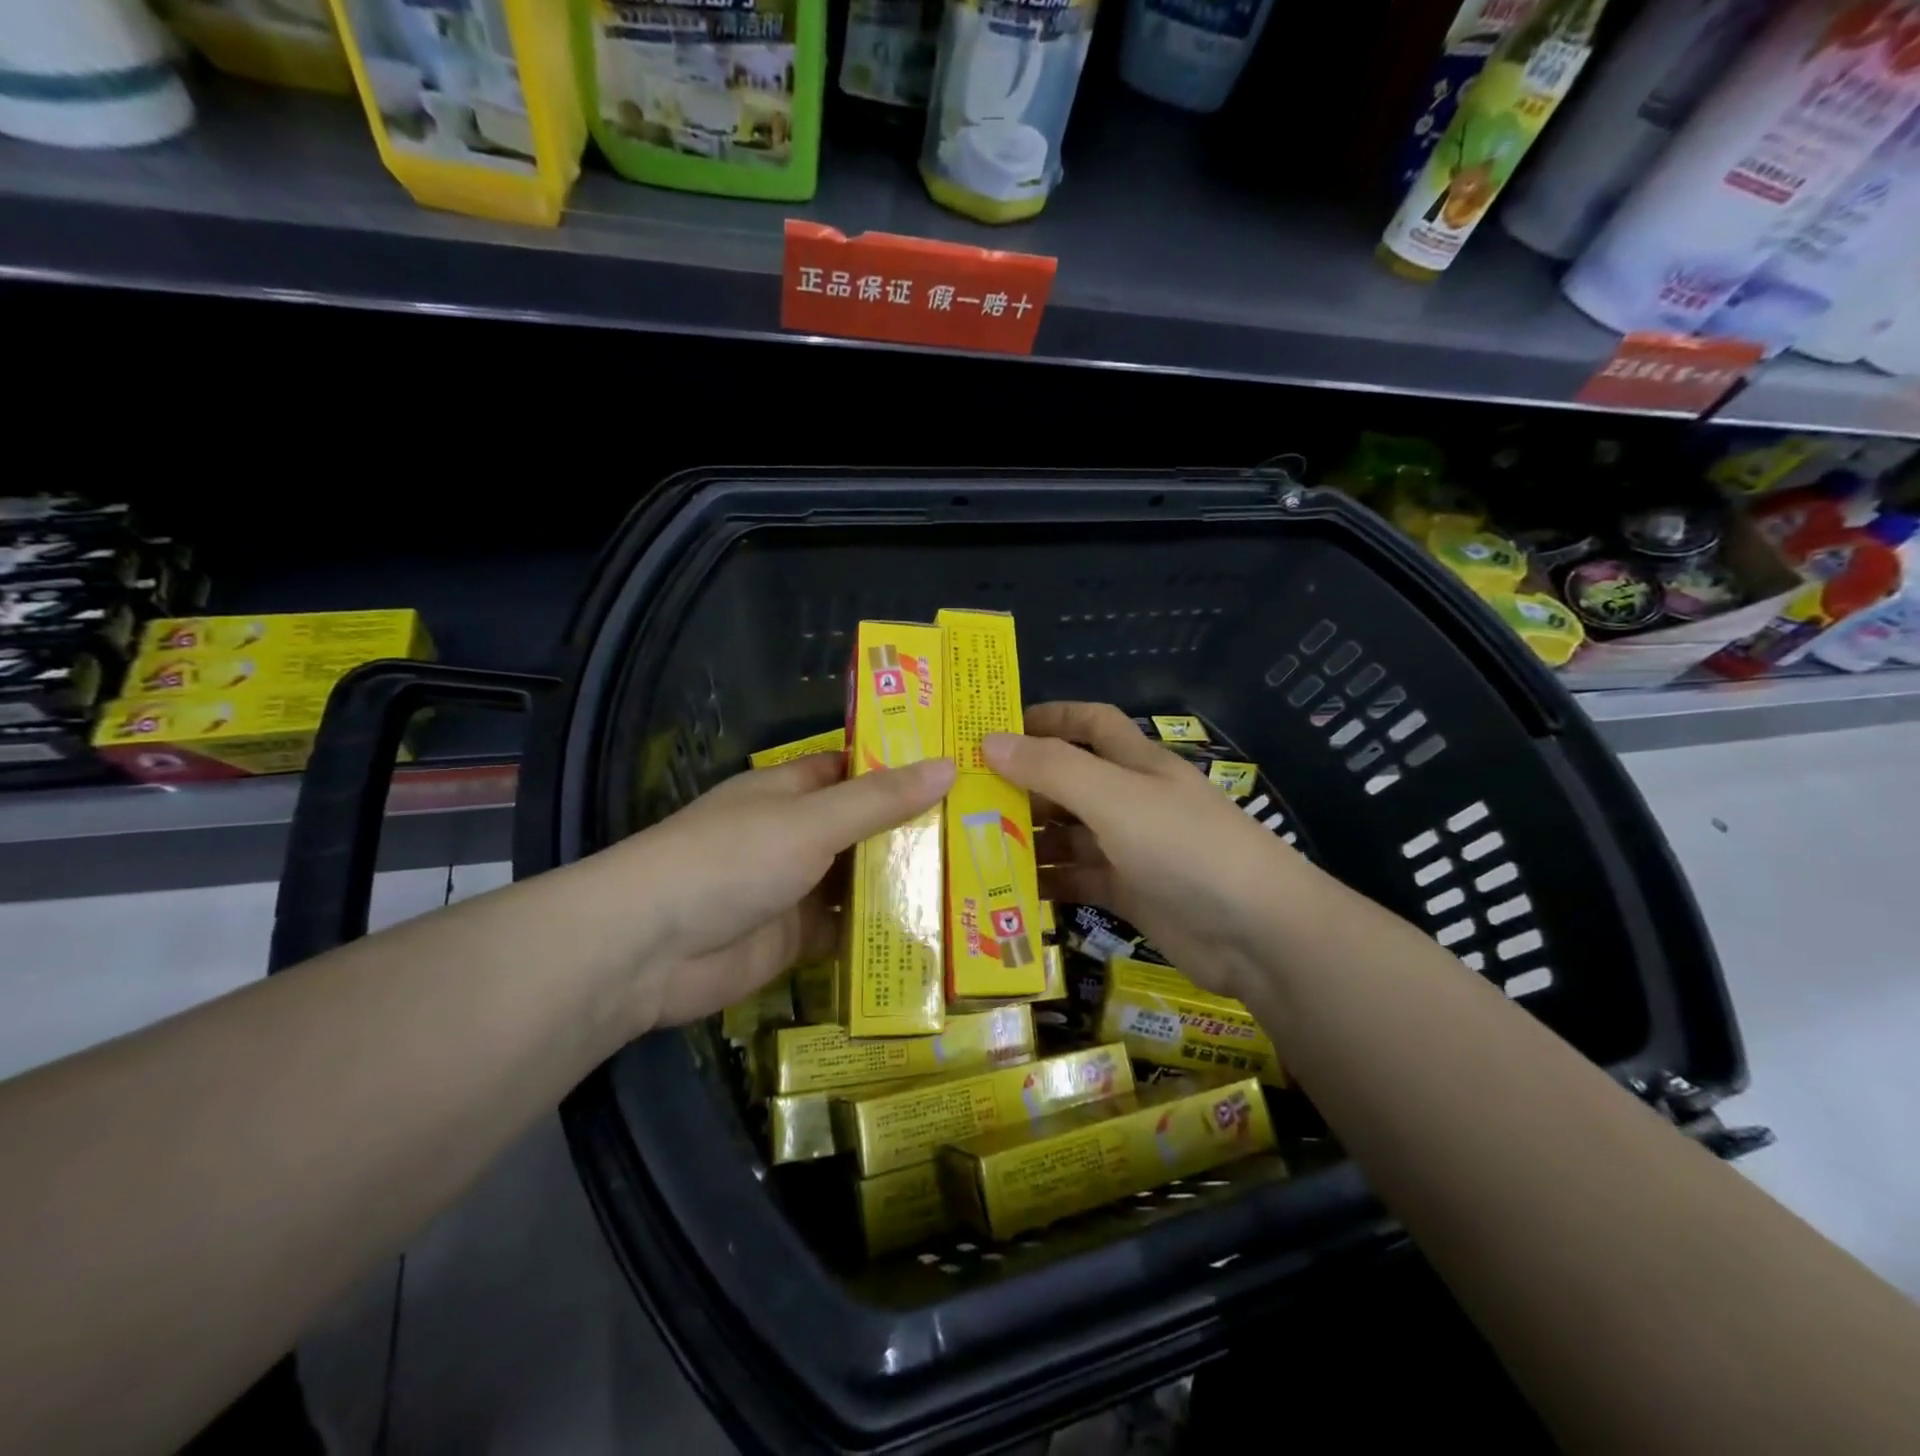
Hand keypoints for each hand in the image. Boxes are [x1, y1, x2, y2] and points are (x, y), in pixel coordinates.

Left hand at [624, 750, 954, 1027]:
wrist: (650, 949)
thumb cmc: (732, 859)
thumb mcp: (812, 821)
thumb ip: (879, 800)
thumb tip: (948, 765)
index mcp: (790, 790)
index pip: (853, 768)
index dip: (900, 765)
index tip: (958, 768)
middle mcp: (794, 834)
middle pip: (863, 825)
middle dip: (912, 828)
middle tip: (984, 828)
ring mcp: (794, 887)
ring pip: (858, 878)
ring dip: (902, 881)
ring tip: (973, 878)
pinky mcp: (794, 938)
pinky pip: (846, 928)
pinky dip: (880, 929)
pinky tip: (934, 930)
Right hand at [983, 702, 1310, 1000]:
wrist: (1258, 934)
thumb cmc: (1185, 847)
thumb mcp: (1115, 798)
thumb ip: (1052, 769)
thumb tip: (989, 741)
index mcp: (1135, 764)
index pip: (1090, 723)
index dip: (1048, 718)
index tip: (996, 729)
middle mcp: (1131, 801)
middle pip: (1069, 782)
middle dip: (1022, 785)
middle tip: (965, 798)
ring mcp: (1130, 849)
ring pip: (1068, 834)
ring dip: (1027, 837)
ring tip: (972, 845)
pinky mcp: (1129, 894)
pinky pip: (1077, 880)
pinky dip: (1046, 882)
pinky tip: (1007, 889)